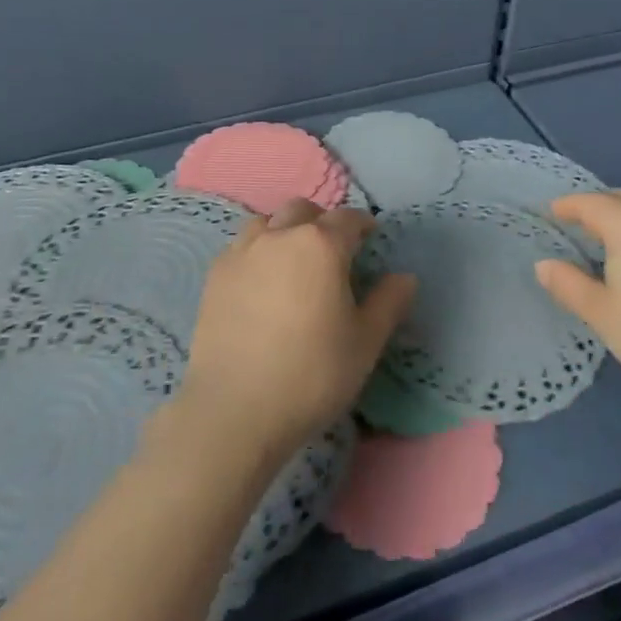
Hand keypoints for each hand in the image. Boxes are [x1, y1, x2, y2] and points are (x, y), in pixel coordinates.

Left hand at [181, 199, 415, 456]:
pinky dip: (257, 251)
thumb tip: (405, 277)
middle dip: (322, 222)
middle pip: (303, 210)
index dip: (363, 225)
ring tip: (293, 262)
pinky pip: (241, 247)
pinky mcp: (215, 275)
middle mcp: (280, 236)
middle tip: (333, 251)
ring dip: (285, 231)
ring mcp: (242, 252)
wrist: (234, 410)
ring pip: (267, 222)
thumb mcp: (365, 343)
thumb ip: (388, 303)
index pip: (348, 218)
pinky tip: (261, 282)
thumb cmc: (312, 374)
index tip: (370, 239)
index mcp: (321, 245)